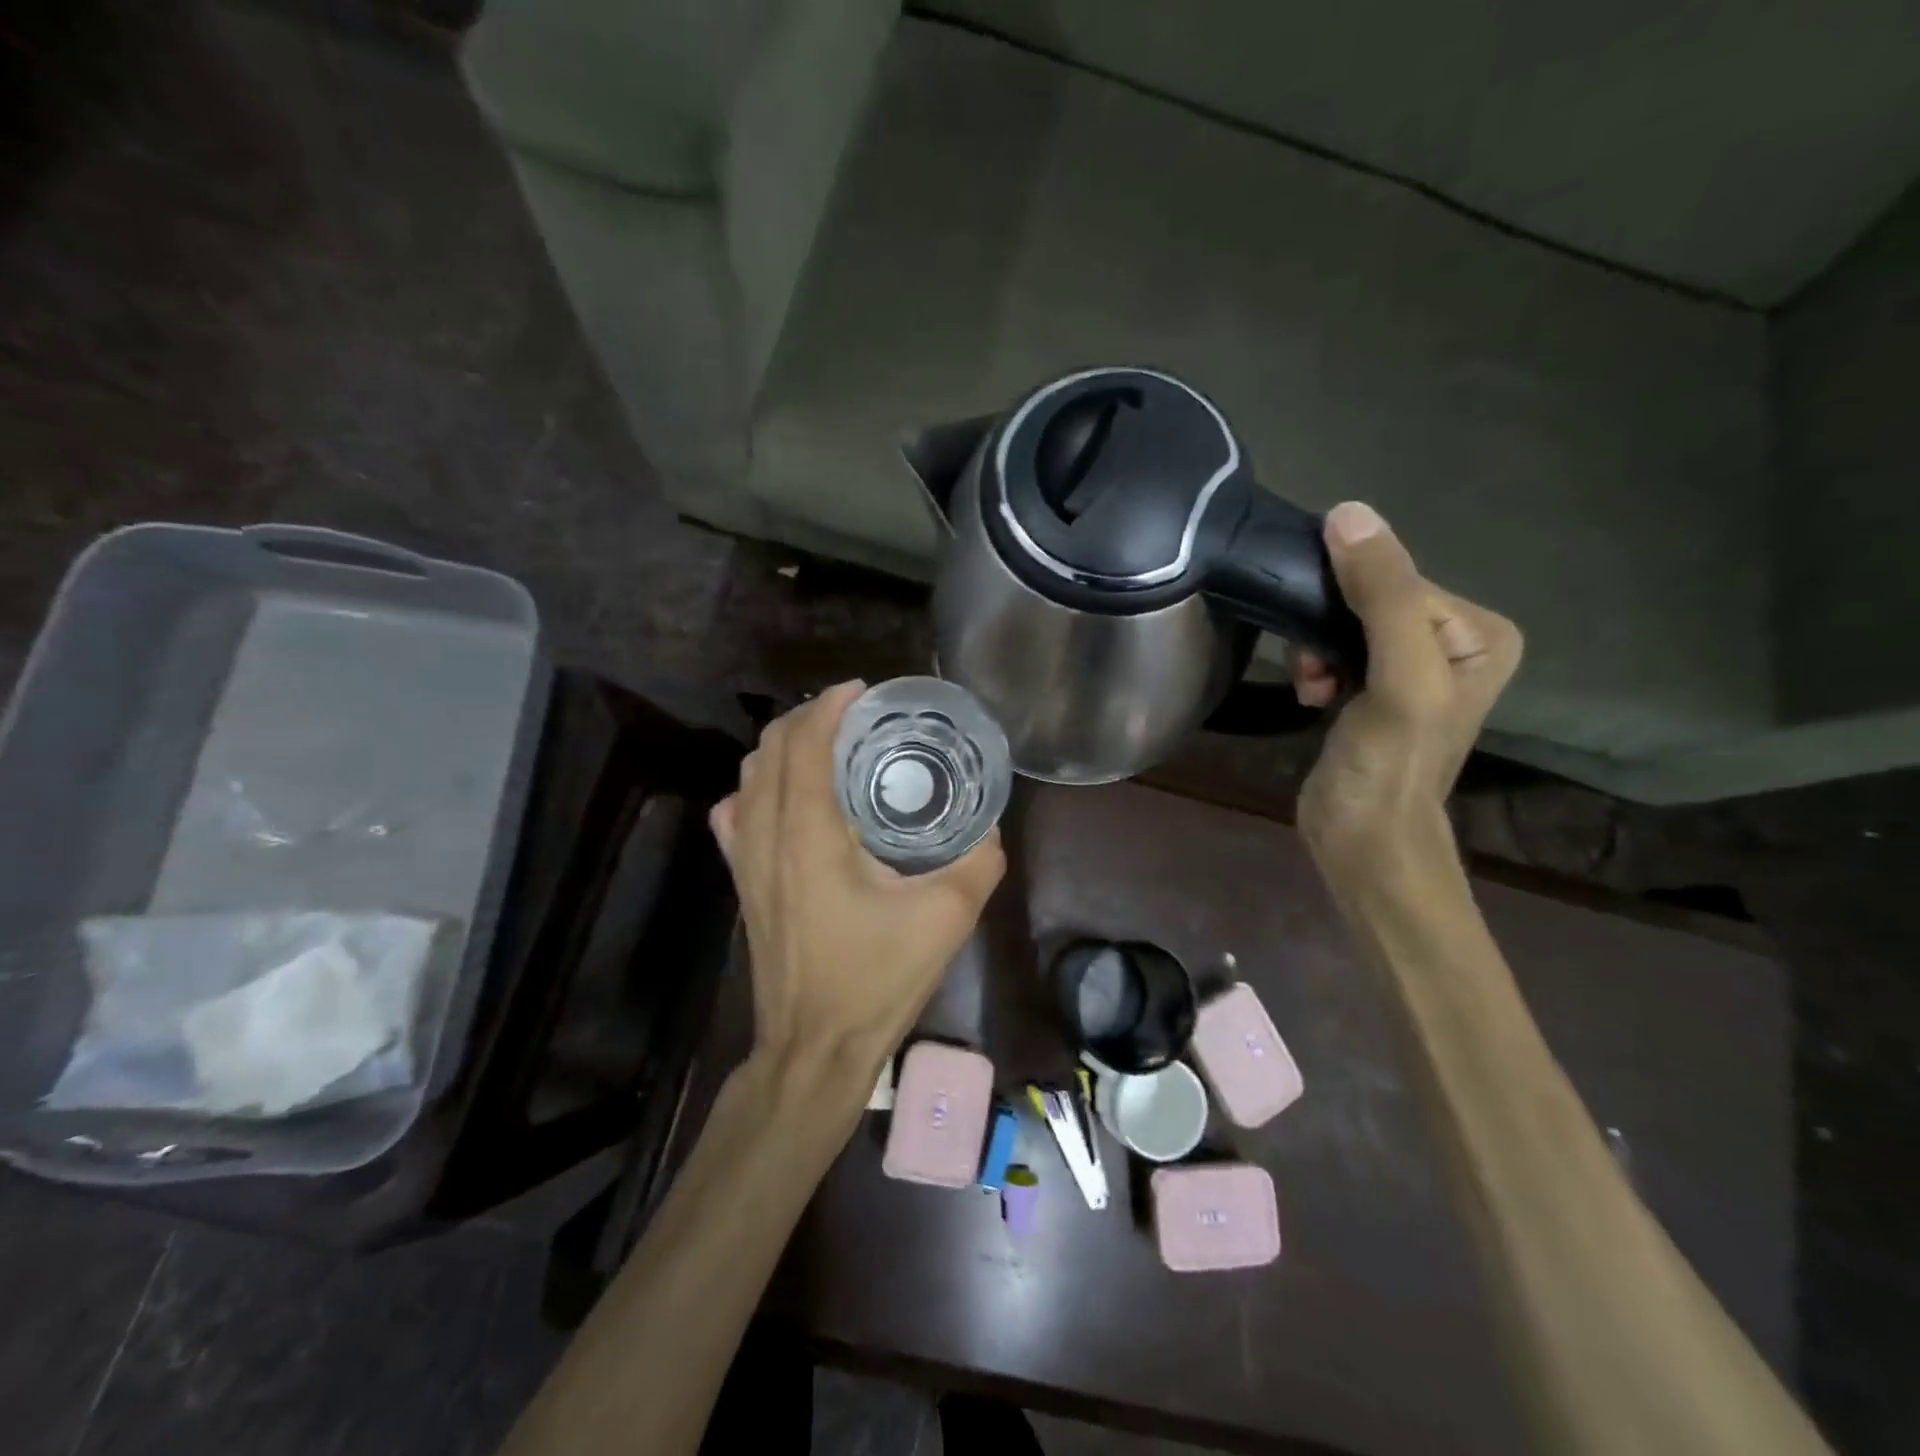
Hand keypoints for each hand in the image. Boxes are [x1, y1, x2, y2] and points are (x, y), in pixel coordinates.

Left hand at [709, 681, 1005, 1078]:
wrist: (814, 1048)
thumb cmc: (875, 980)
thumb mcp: (946, 919)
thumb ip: (977, 863)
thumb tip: (990, 830)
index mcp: (808, 834)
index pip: (805, 744)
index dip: (829, 706)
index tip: (863, 692)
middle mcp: (765, 835)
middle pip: (770, 750)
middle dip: (807, 718)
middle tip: (855, 716)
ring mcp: (744, 861)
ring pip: (748, 777)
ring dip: (783, 748)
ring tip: (829, 746)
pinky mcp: (741, 884)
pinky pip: (735, 816)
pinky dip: (758, 788)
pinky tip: (788, 799)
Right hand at [1291, 502, 1521, 883]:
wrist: (1363, 840)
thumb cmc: (1391, 763)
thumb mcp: (1398, 676)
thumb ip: (1384, 595)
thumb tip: (1347, 511)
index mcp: (1481, 632)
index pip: (1400, 579)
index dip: (1351, 602)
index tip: (1323, 648)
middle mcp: (1453, 643)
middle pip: (1370, 600)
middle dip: (1329, 631)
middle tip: (1315, 673)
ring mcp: (1411, 668)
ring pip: (1345, 624)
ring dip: (1316, 651)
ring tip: (1312, 688)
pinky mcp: (1372, 691)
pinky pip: (1335, 650)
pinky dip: (1315, 668)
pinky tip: (1312, 697)